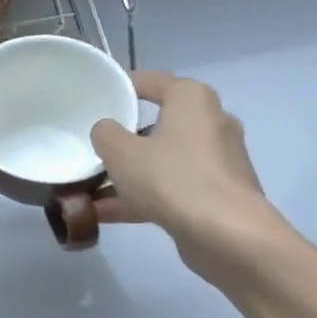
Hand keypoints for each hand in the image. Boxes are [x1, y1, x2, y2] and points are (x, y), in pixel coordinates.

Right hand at [89, 71, 283, 280]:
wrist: (227, 235)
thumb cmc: (173, 178)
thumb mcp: (121, 152)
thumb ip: (105, 134)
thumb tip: (107, 132)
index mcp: (192, 99)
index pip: (152, 82)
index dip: (122, 87)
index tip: (97, 98)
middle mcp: (210, 123)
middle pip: (156, 124)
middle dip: (123, 139)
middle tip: (92, 146)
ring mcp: (215, 162)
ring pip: (161, 160)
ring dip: (128, 174)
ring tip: (89, 187)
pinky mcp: (215, 195)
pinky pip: (170, 188)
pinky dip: (141, 197)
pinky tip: (105, 214)